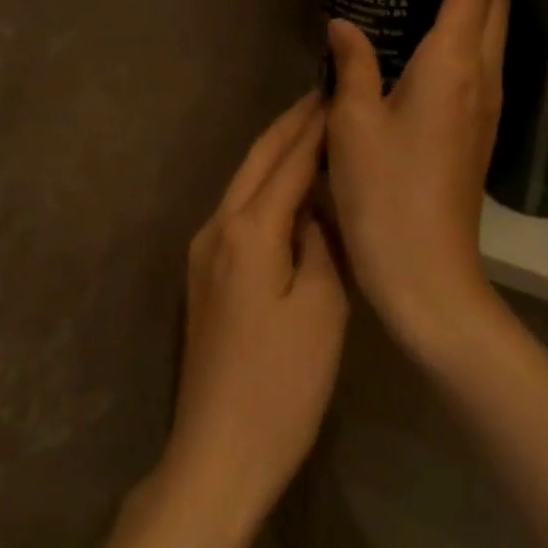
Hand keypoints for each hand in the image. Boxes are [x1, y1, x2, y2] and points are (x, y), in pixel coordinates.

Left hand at [156, 92, 346, 541]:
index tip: (342, 92)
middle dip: (292, 124)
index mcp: (249, 230)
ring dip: (278, 151)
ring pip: (245, 181)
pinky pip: (240, 209)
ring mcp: (204, 251)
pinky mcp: (204, 274)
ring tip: (314, 129)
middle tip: (326, 95)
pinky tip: (291, 187)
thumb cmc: (282, 384)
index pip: (290, 160)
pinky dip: (267, 184)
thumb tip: (317, 207)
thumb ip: (321, 242)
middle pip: (259, 159)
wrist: (218, 455)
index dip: (318, 126)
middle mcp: (218, 227)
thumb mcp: (323, 308)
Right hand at [324, 0, 509, 354]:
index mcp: (452, 66)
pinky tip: (435, 45)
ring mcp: (489, 109)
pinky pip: (483, 66)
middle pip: (495, 9)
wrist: (429, 273)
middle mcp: (483, 79)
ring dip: (479, 4)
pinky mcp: (481, 133)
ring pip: (495, 38)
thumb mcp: (354, 124)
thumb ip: (353, 66)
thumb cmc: (385, 194)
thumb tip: (345, 26)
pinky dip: (470, 38)